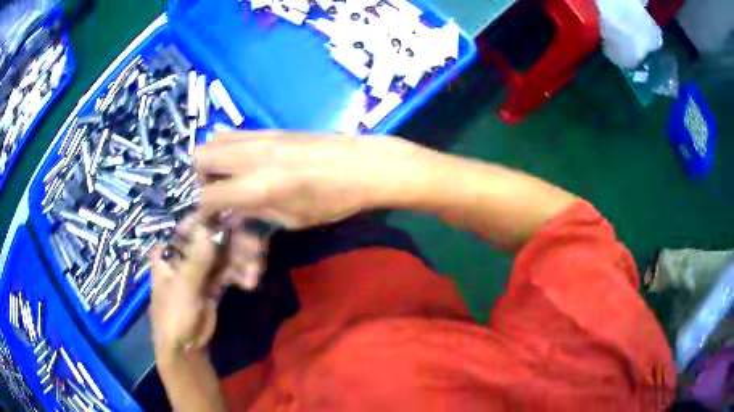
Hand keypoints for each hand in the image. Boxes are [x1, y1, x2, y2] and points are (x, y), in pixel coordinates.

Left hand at [150, 214, 268, 359]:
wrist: (186, 348)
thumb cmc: (174, 316)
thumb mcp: (183, 288)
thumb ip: (196, 260)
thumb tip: (208, 228)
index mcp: (168, 252)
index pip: (189, 227)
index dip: (210, 220)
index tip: (234, 217)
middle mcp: (182, 254)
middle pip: (209, 239)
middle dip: (233, 244)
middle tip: (254, 246)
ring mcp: (198, 268)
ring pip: (221, 255)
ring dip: (239, 261)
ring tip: (254, 269)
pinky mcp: (212, 281)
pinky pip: (227, 271)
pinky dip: (238, 275)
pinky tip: (250, 280)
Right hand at [194, 131, 417, 228]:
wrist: (363, 165)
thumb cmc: (333, 201)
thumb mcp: (292, 219)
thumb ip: (255, 213)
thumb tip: (232, 209)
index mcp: (257, 186)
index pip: (207, 196)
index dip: (202, 211)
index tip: (209, 218)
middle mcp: (250, 156)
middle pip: (199, 156)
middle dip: (199, 178)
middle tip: (217, 192)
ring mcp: (259, 137)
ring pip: (213, 140)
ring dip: (212, 160)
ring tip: (228, 177)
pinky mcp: (270, 129)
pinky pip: (234, 133)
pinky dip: (228, 148)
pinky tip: (243, 162)